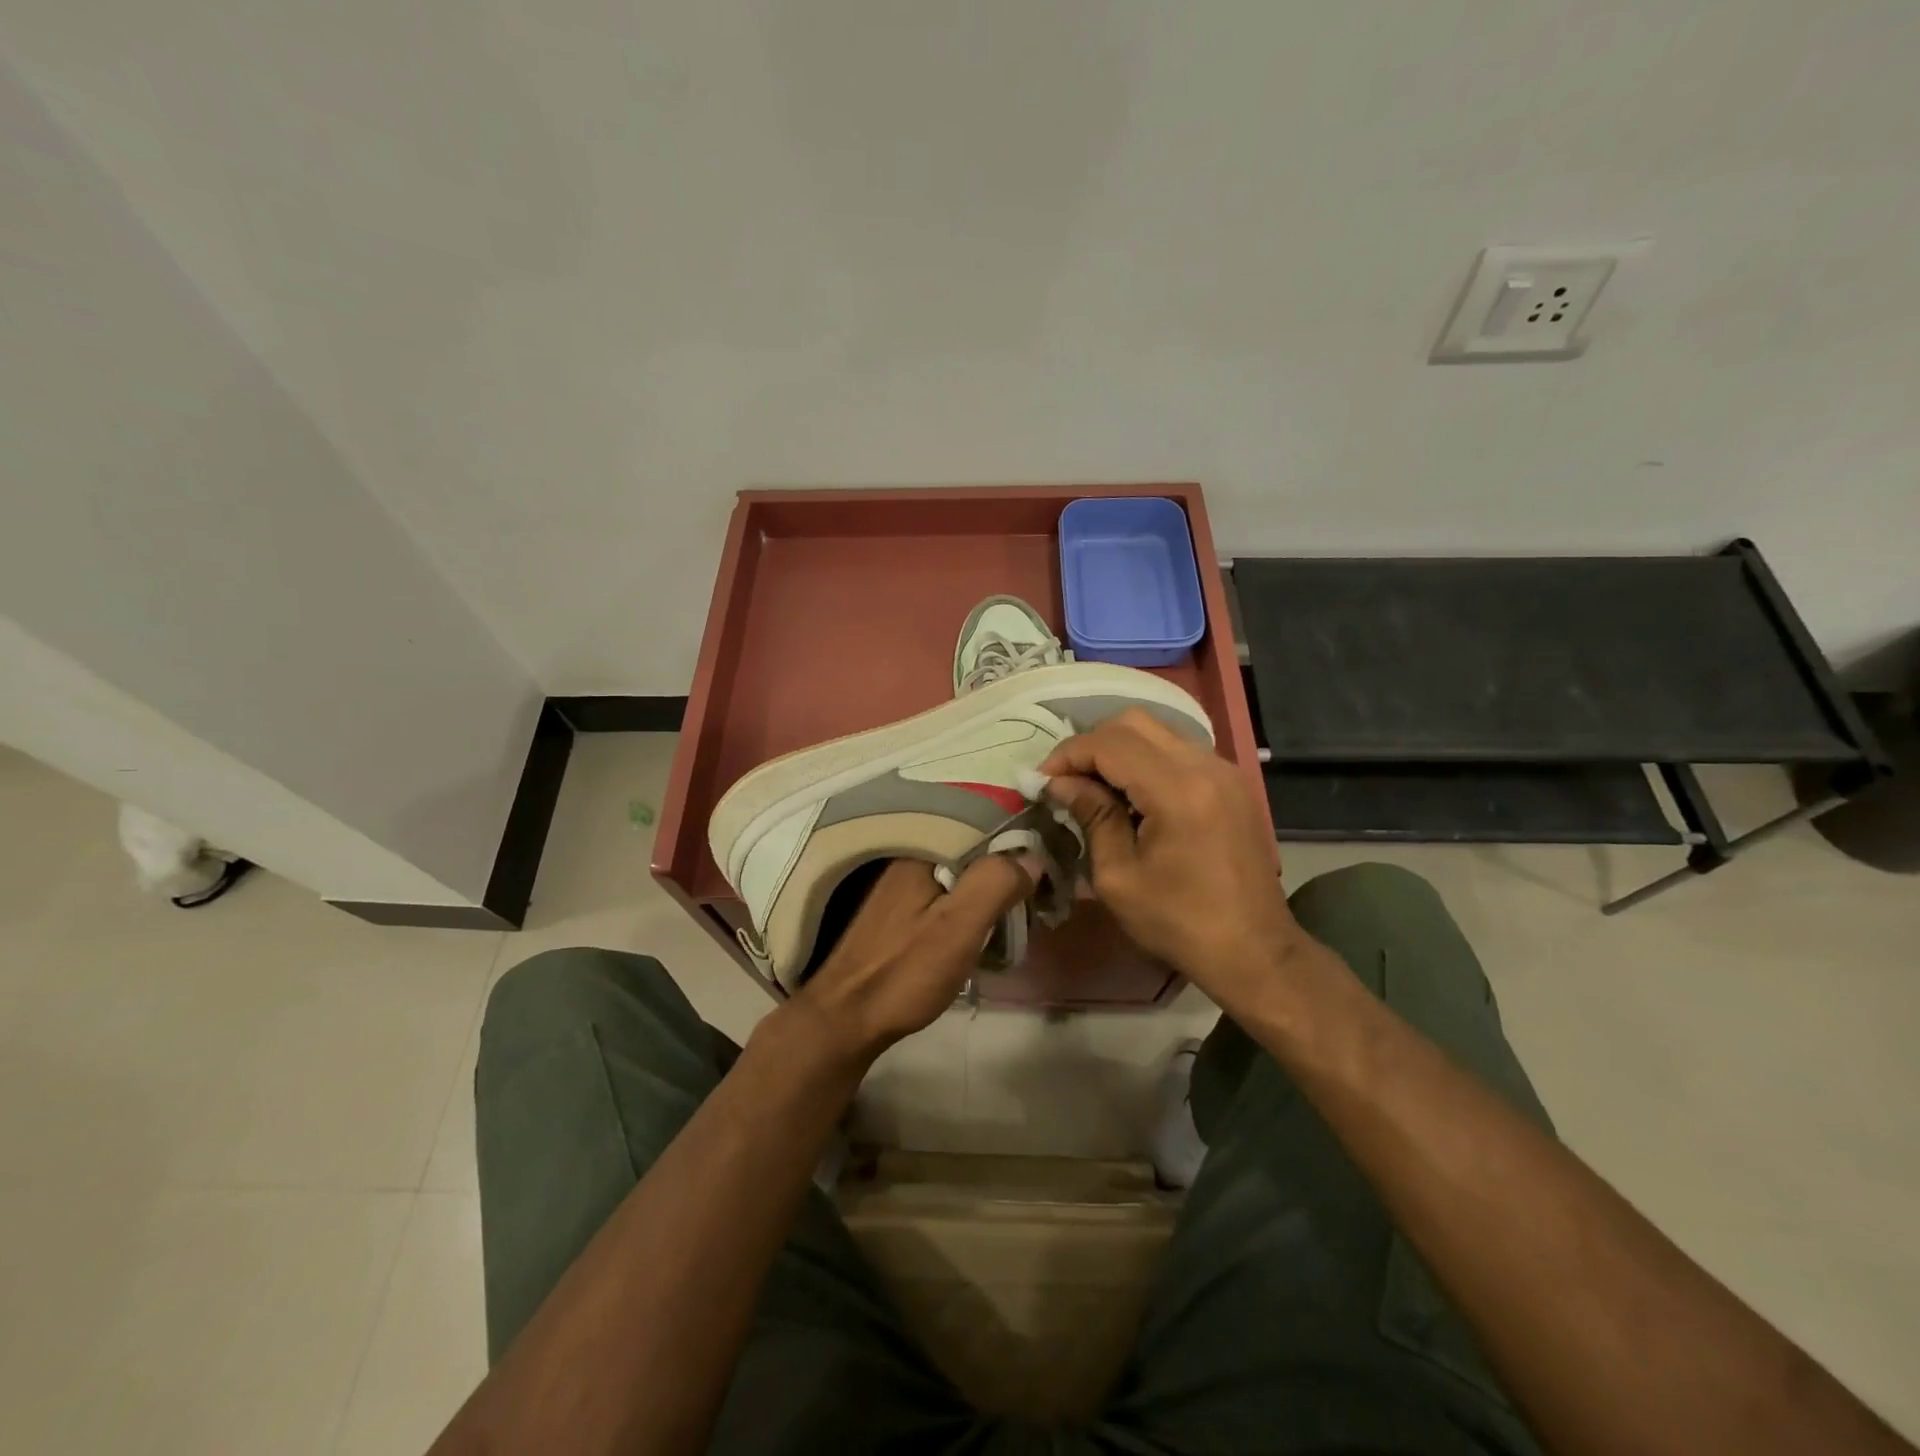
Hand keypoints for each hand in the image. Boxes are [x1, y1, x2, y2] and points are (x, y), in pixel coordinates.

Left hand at [794, 856, 1035, 1065]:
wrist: (846, 1019)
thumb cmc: (904, 972)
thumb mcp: (958, 927)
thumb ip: (995, 884)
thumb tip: (1033, 856)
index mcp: (922, 848)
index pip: (983, 819)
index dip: (1021, 833)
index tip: (1053, 850)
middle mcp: (911, 853)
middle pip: (974, 842)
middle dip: (1010, 858)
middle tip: (1047, 881)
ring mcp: (904, 880)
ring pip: (963, 867)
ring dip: (994, 880)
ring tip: (1028, 899)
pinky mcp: (903, 905)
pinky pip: (950, 886)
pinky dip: (973, 896)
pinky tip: (991, 916)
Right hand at [1041, 708, 1300, 1015]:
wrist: (1254, 951)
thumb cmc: (1179, 923)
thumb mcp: (1118, 876)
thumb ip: (1091, 816)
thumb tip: (1059, 783)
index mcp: (1178, 790)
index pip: (1111, 744)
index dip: (1068, 754)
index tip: (1041, 779)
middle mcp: (1205, 766)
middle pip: (1134, 722)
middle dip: (1091, 744)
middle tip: (1066, 778)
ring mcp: (1224, 770)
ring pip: (1157, 731)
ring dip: (1118, 749)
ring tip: (1092, 786)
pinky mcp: (1231, 782)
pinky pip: (1178, 750)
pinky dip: (1145, 759)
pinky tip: (1129, 794)